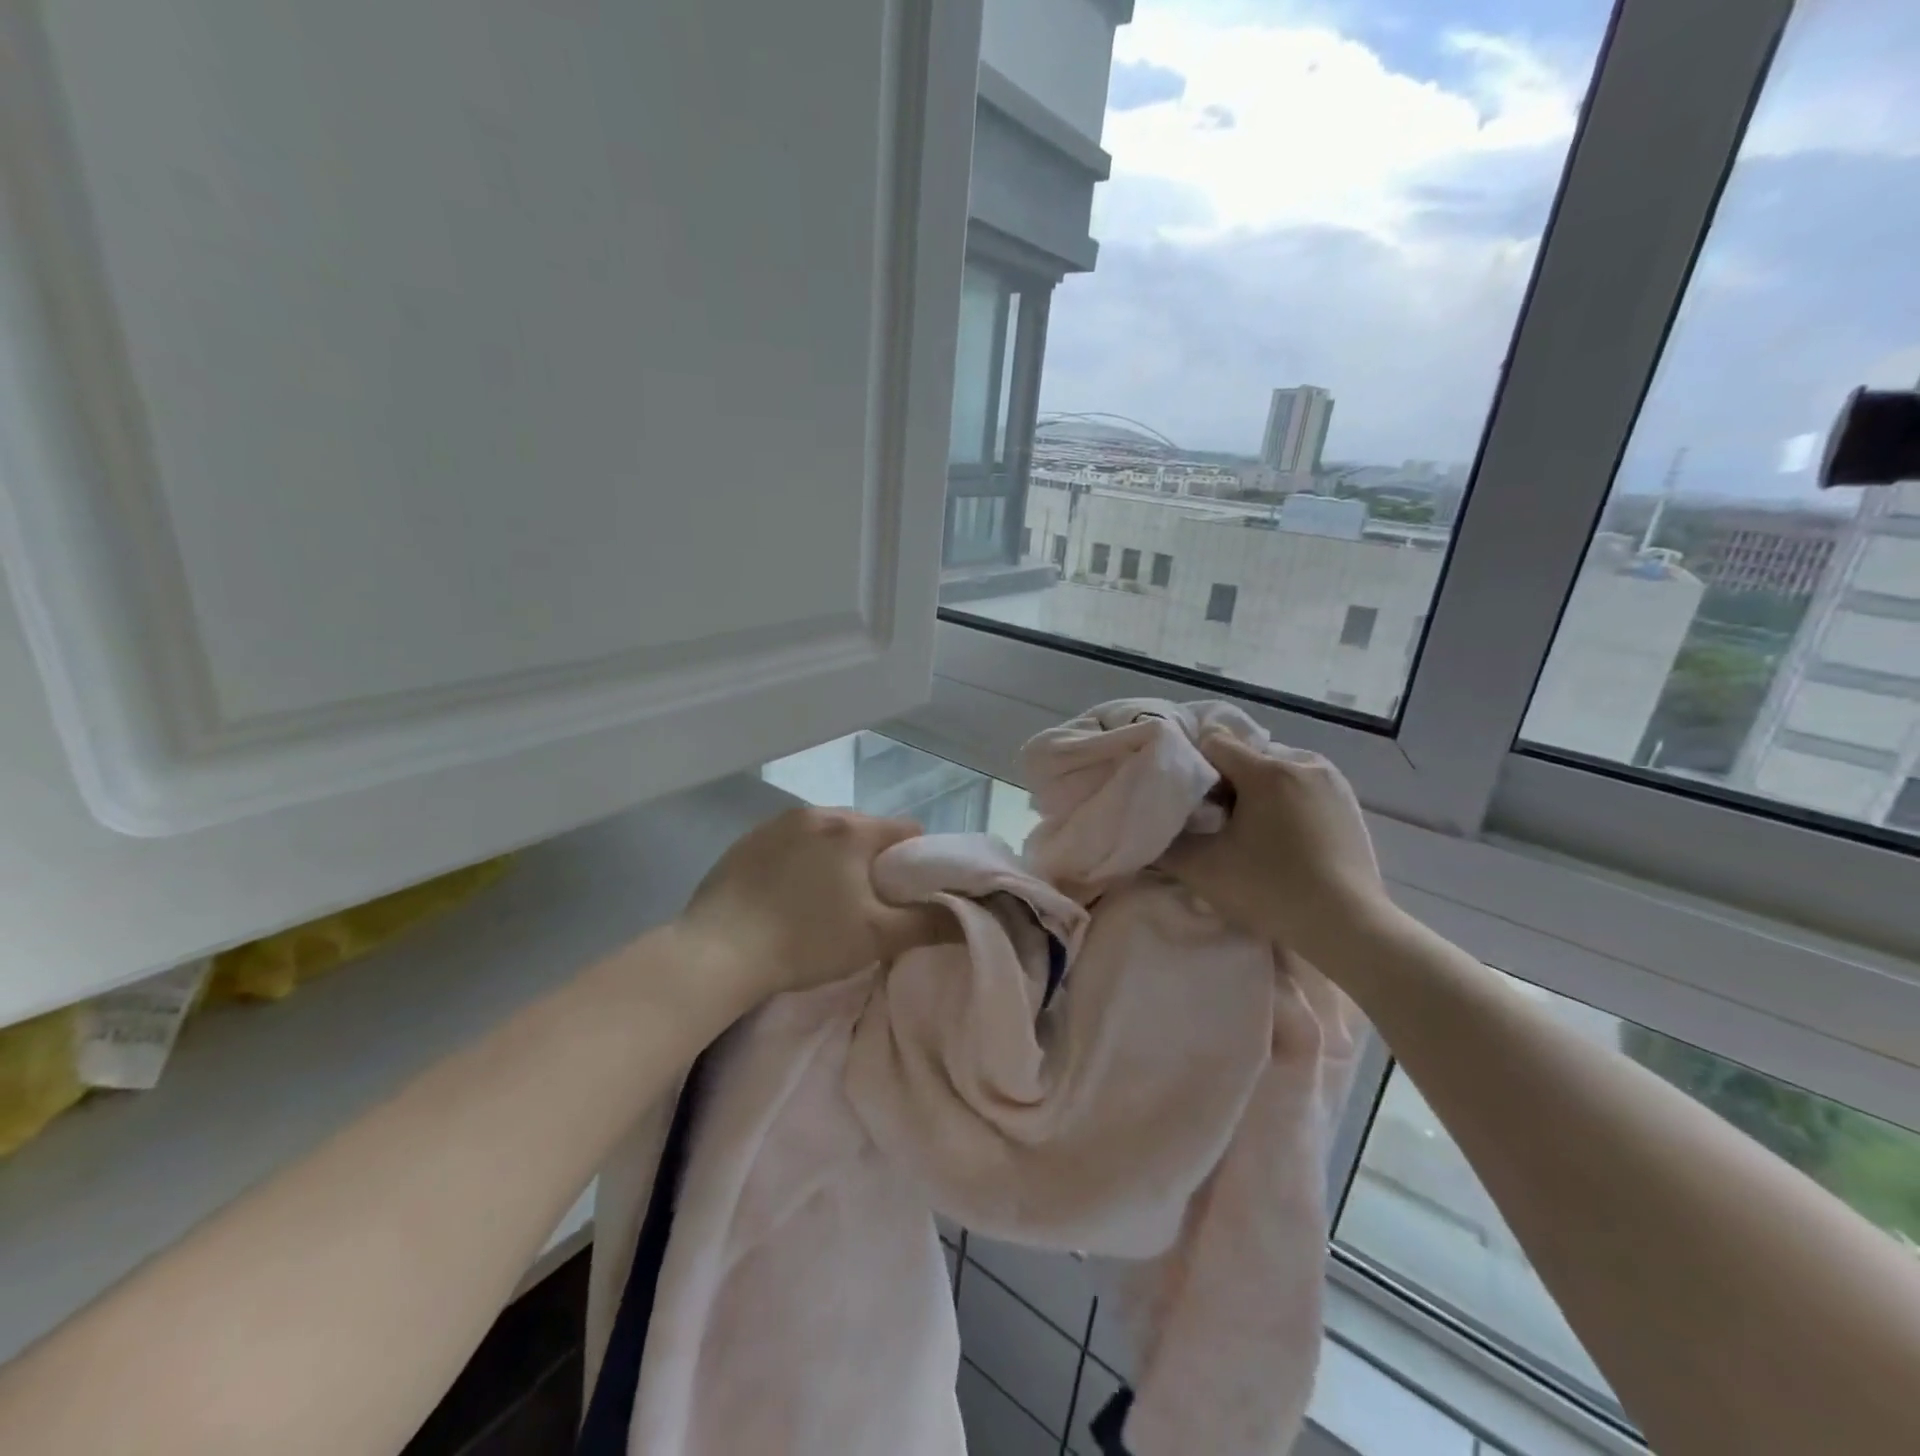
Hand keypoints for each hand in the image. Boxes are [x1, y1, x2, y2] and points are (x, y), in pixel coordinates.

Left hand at [676, 806, 954, 1002]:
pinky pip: (791, 842)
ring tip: (824, 901)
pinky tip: (787, 896)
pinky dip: (800, 860)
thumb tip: (966, 916)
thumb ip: (928, 923)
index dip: (917, 861)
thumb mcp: (876, 938)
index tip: (905, 895)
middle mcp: (817, 812)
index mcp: (853, 829)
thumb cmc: (806, 941)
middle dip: (874, 860)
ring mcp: (776, 823)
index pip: (907, 830)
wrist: (717, 953)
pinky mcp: (746, 840)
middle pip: (866, 829)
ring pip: (827, 834)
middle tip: (866, 903)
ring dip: (836, 858)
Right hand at [1161, 732, 1394, 964]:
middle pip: (1246, 759)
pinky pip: (1303, 789)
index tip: (1192, 804)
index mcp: (1266, 770)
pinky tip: (1286, 842)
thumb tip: (1148, 831)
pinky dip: (1286, 805)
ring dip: (1258, 794)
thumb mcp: (1203, 869)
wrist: (1348, 927)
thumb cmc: (1271, 890)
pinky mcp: (1349, 804)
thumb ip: (1166, 844)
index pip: (1214, 743)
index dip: (1194, 768)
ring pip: (1276, 773)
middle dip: (1227, 784)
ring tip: (1253, 835)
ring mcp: (1332, 782)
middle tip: (1218, 825)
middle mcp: (1302, 763)